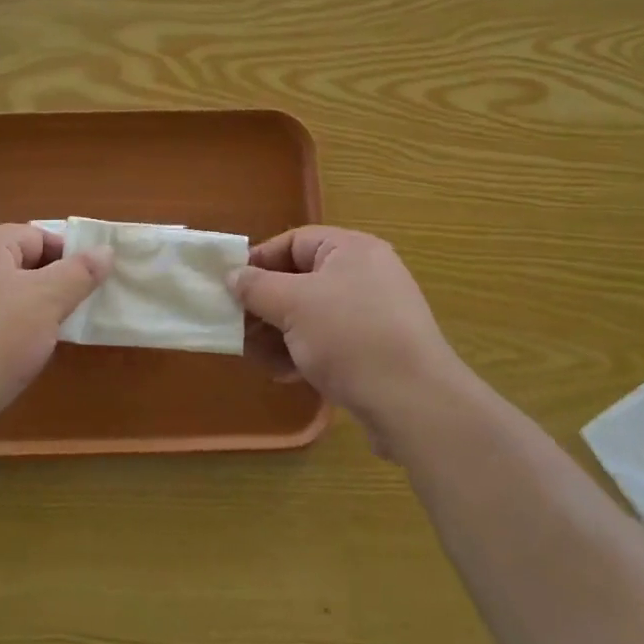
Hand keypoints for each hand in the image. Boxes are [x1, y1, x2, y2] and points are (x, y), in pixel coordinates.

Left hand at [0, 224, 110, 437]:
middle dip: (45, 285)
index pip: (37, 236)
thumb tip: (105, 250)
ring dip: (22, 309)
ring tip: (39, 339)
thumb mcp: (48, 302)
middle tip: (66, 315)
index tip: (85, 289)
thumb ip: (79, 272)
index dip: (67, 258)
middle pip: (14, 262)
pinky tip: (5, 357)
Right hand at [232, 227, 464, 452]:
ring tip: (257, 358)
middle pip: (301, 279)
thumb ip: (257, 287)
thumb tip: (233, 275)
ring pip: (313, 314)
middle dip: (266, 305)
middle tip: (237, 328)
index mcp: (351, 249)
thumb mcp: (293, 305)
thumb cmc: (349, 337)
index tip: (230, 287)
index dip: (259, 261)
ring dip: (280, 334)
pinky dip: (304, 352)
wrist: (414, 402)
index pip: (294, 241)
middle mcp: (365, 274)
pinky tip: (285, 375)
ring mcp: (373, 314)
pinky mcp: (377, 350)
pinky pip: (330, 340)